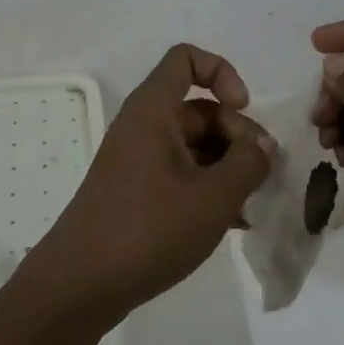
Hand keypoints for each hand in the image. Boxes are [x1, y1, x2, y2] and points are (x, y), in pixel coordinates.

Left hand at [33, 44, 273, 323]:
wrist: (80, 285)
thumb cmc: (147, 230)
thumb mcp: (212, 198)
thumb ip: (247, 164)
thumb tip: (263, 145)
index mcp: (153, 109)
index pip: (186, 59)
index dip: (221, 72)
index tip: (243, 108)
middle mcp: (144, 125)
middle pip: (200, 108)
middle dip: (237, 135)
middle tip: (261, 176)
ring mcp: (139, 159)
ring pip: (195, 145)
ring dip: (228, 167)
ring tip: (253, 205)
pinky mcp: (137, 190)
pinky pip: (182, 173)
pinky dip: (208, 187)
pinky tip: (235, 222)